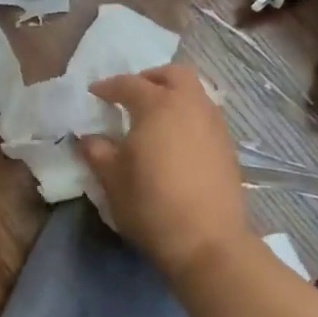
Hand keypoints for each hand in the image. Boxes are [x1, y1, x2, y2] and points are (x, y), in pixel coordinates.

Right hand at [79, 64, 252, 283]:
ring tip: (156, 118)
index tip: (95, 94)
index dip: (108, 87)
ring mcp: (214, 125)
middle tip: (132, 96)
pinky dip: (189, 117)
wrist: (209, 242)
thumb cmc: (152, 204)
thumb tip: (89, 138)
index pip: (129, 84)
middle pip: (173, 74)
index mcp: (158, 105)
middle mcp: (190, 105)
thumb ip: (97, 152)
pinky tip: (177, 141)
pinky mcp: (228, 147)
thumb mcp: (112, 179)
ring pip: (195, 93)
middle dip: (151, 78)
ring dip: (174, 95)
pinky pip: (206, 116)